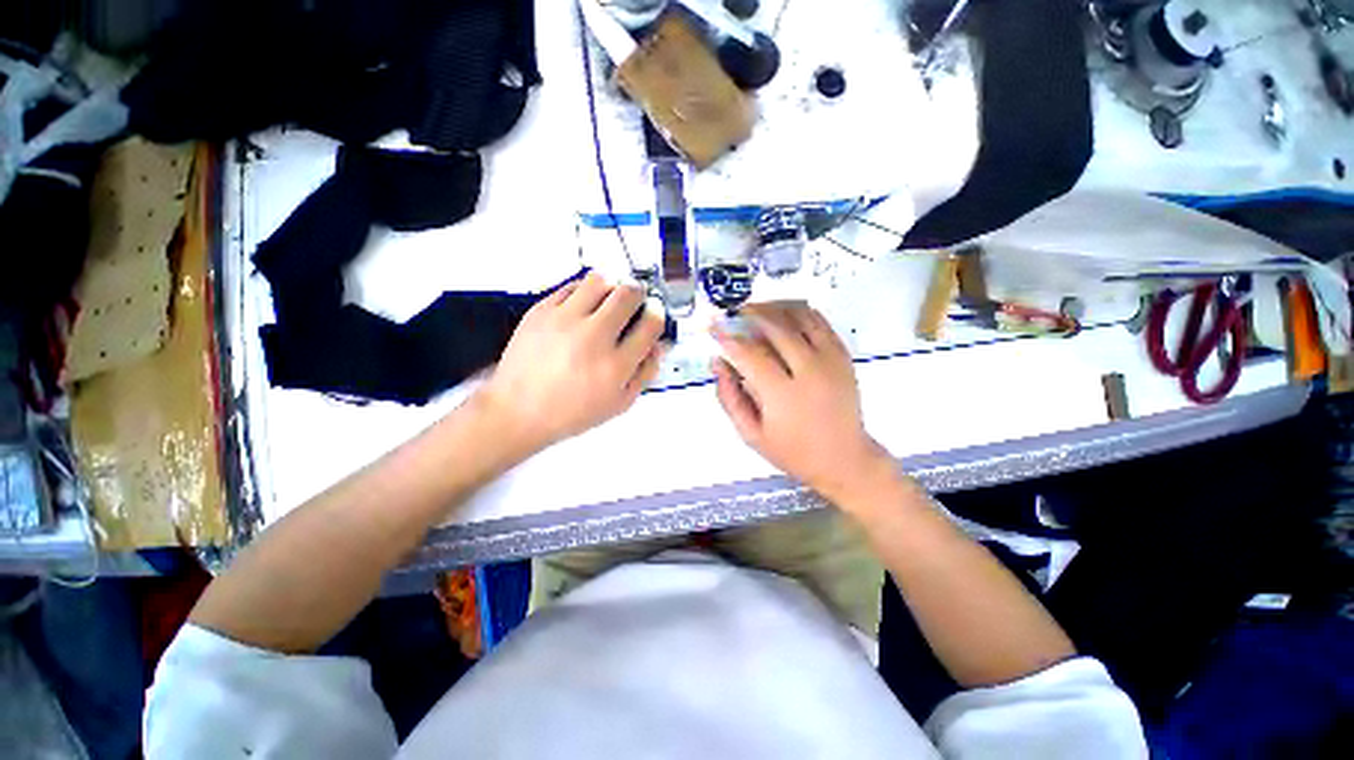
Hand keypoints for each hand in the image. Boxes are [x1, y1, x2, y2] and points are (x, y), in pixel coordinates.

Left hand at [473, 272, 665, 456]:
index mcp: (615, 365)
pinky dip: (584, 290)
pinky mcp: (541, 311)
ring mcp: (565, 321)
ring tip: (610, 298)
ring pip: (600, 281)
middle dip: (639, 294)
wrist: (518, 411)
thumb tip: (657, 345)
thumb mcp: (618, 404)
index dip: (658, 314)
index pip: (650, 324)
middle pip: (628, 295)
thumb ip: (644, 373)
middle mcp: (592, 338)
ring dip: (612, 286)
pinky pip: (571, 285)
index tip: (655, 313)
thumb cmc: (570, 412)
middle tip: (636, 300)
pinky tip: (584, 304)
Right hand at [712, 302, 894, 504]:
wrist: (844, 458)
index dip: (727, 336)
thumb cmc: (793, 451)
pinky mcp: (843, 356)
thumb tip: (717, 363)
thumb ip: (730, 398)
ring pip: (800, 317)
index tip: (712, 325)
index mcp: (784, 396)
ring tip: (756, 309)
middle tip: (734, 312)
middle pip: (776, 328)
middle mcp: (809, 372)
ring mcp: (831, 361)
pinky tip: (784, 314)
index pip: (749, 354)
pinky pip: (820, 322)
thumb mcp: (751, 434)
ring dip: (774, 308)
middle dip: (750, 314)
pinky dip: (799, 312)